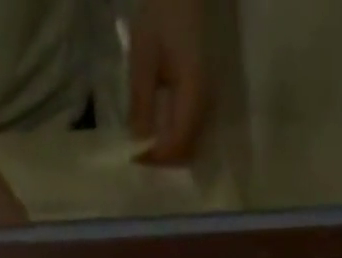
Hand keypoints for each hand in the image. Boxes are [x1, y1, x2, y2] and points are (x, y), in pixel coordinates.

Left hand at [128, 0, 208, 163]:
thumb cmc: (164, 14)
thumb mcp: (144, 55)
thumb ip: (141, 101)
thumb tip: (137, 143)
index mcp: (194, 95)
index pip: (176, 146)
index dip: (154, 157)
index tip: (132, 155)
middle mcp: (207, 108)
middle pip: (185, 153)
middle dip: (161, 159)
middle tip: (137, 152)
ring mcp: (209, 106)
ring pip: (189, 146)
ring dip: (167, 151)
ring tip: (144, 142)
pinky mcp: (205, 102)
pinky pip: (190, 133)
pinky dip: (173, 138)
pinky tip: (156, 129)